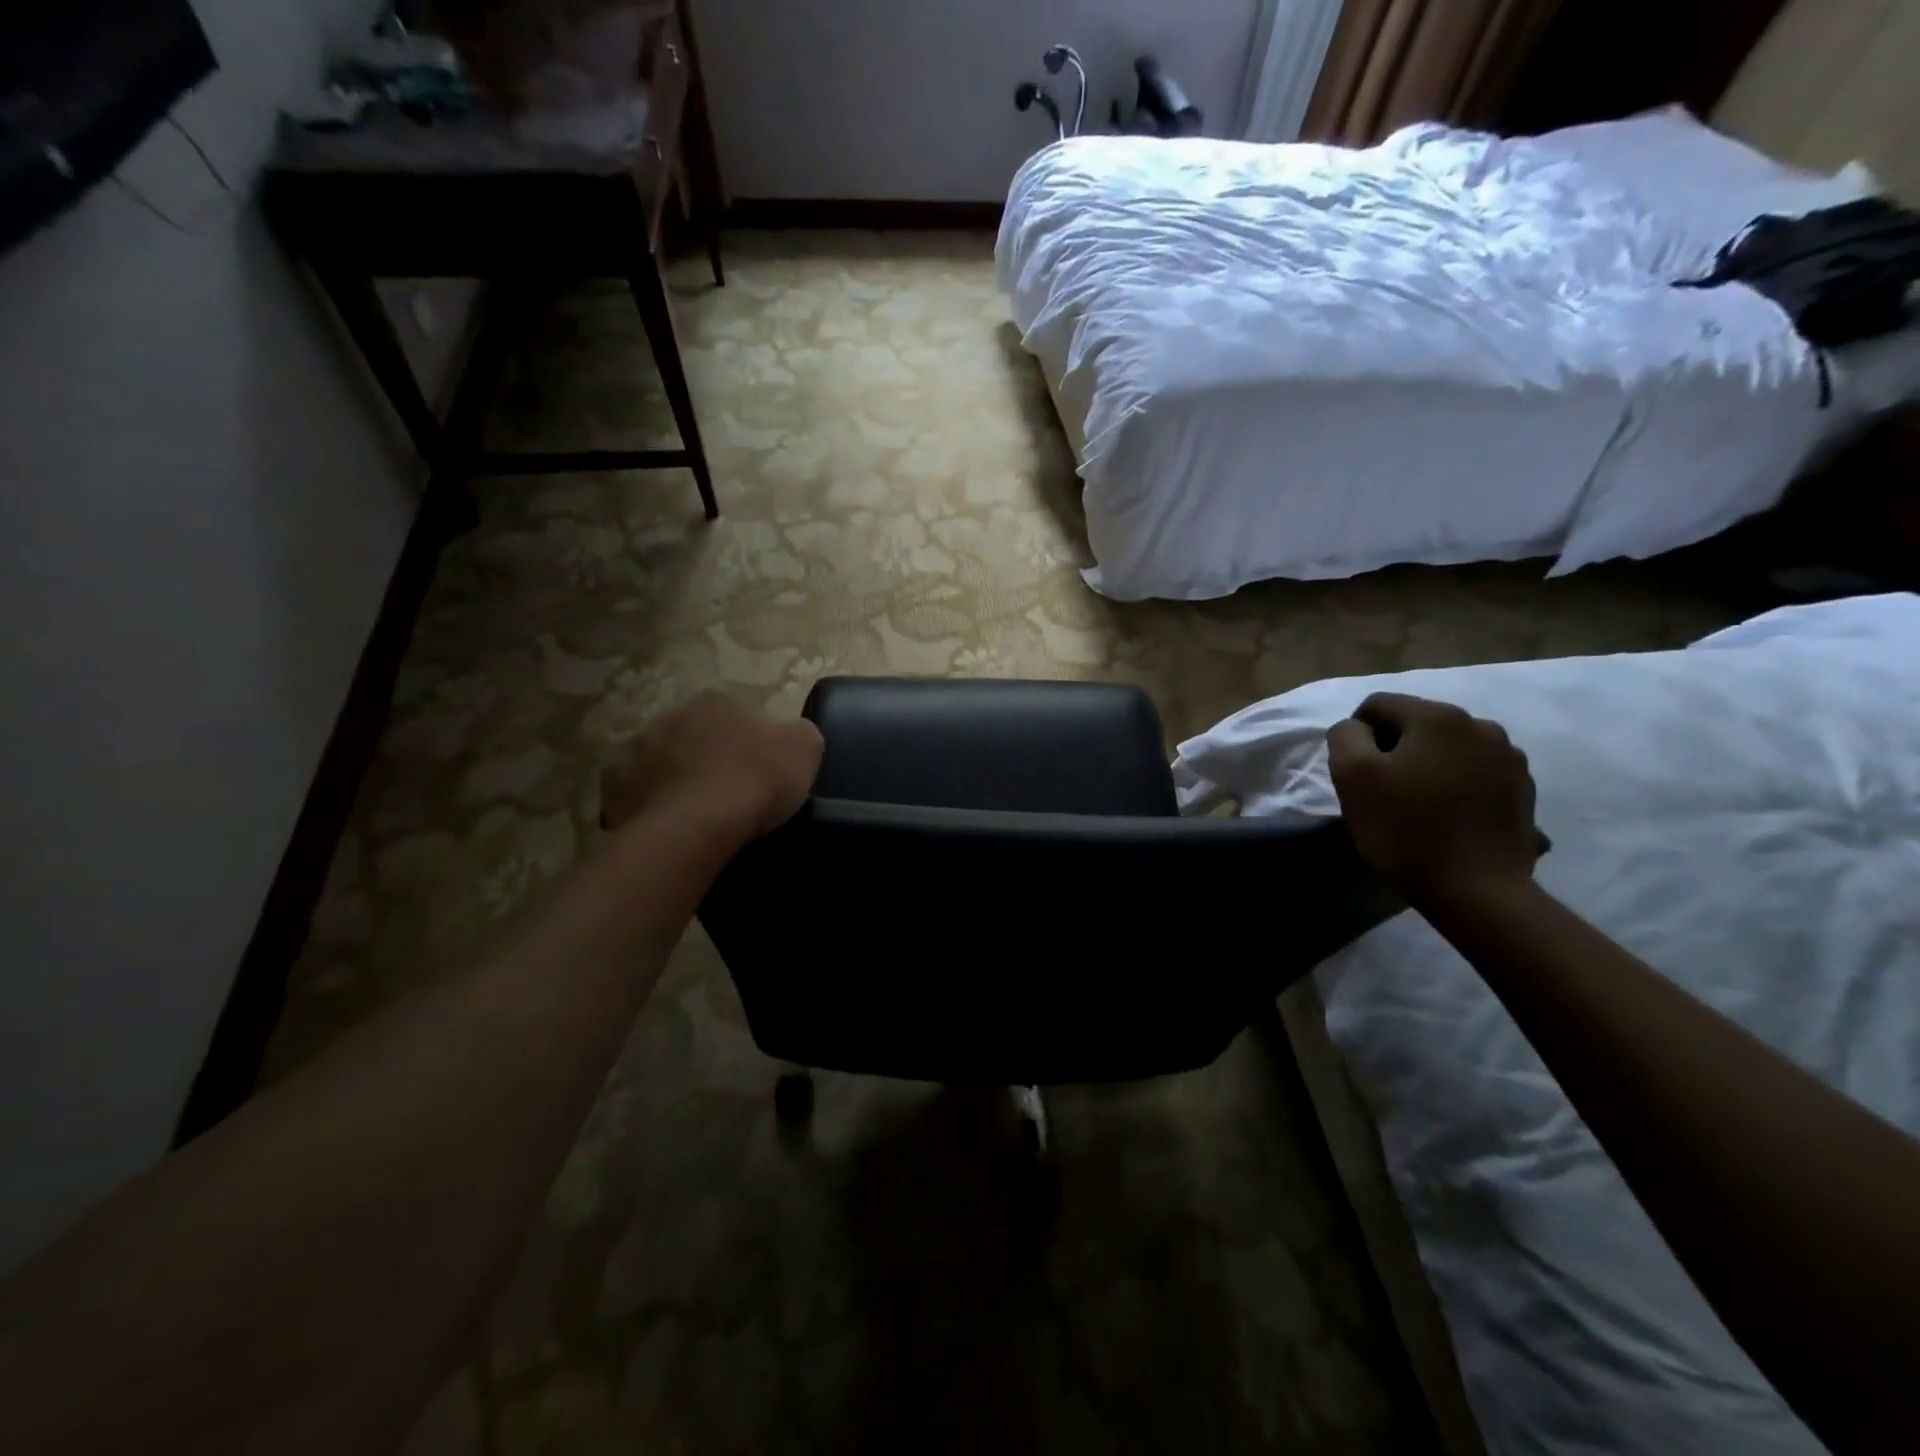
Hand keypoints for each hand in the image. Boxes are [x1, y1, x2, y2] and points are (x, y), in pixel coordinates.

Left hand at [600, 692, 823, 837]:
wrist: (699, 824)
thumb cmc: (757, 778)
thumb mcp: (806, 748)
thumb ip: (799, 733)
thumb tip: (792, 735)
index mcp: (718, 700)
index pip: (740, 712)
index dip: (754, 740)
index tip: (765, 768)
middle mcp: (673, 715)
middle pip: (698, 733)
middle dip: (711, 754)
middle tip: (732, 789)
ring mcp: (638, 749)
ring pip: (663, 760)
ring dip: (678, 777)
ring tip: (699, 812)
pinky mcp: (616, 786)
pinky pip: (637, 793)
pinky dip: (650, 805)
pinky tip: (670, 825)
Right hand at [1326, 693, 1541, 898]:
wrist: (1476, 890)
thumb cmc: (1404, 829)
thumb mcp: (1352, 776)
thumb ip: (1345, 736)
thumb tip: (1356, 728)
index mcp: (1437, 716)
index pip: (1378, 705)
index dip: (1357, 734)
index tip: (1355, 773)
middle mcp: (1480, 725)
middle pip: (1417, 724)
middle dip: (1394, 749)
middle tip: (1382, 791)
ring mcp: (1509, 758)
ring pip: (1448, 748)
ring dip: (1427, 765)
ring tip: (1418, 804)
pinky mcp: (1523, 790)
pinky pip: (1475, 773)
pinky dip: (1456, 785)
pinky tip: (1448, 816)